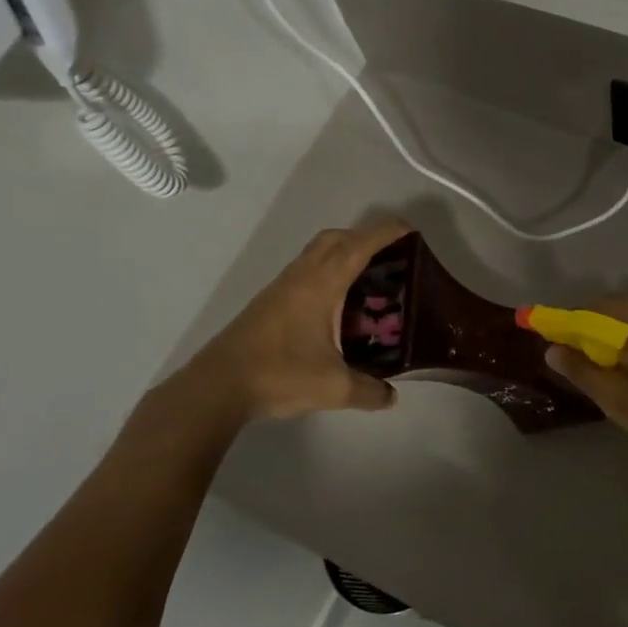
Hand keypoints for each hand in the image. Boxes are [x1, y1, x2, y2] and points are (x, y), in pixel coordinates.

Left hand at [187, 218, 410, 425]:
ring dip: (343, 252)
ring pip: (316, 253)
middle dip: (365, 237)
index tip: (409, 230)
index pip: (358, 245)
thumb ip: (369, 390)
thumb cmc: (280, 375)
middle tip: (391, 256)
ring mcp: (281, 287)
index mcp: (321, 285)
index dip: (385, 232)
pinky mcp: (269, 303)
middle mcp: (301, 276)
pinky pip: (305, 271)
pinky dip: (327, 271)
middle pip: (335, 238)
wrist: (218, 386)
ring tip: (368, 277)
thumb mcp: (334, 388)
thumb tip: (391, 397)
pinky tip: (336, 303)